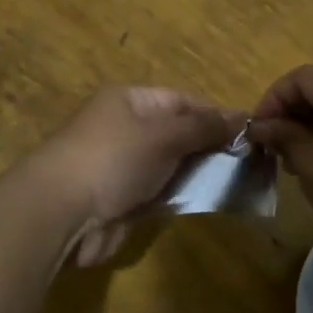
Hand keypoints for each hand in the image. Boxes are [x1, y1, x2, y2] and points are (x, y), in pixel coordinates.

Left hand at [36, 86, 241, 267]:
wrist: (62, 211)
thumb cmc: (114, 158)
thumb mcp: (164, 134)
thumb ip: (204, 127)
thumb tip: (242, 117)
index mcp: (130, 101)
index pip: (182, 100)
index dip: (215, 114)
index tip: (249, 132)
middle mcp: (126, 128)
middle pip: (177, 133)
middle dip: (210, 146)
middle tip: (249, 161)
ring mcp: (123, 165)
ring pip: (171, 165)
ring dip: (198, 173)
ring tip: (238, 182)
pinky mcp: (122, 199)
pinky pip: (160, 192)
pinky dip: (181, 195)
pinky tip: (207, 200)